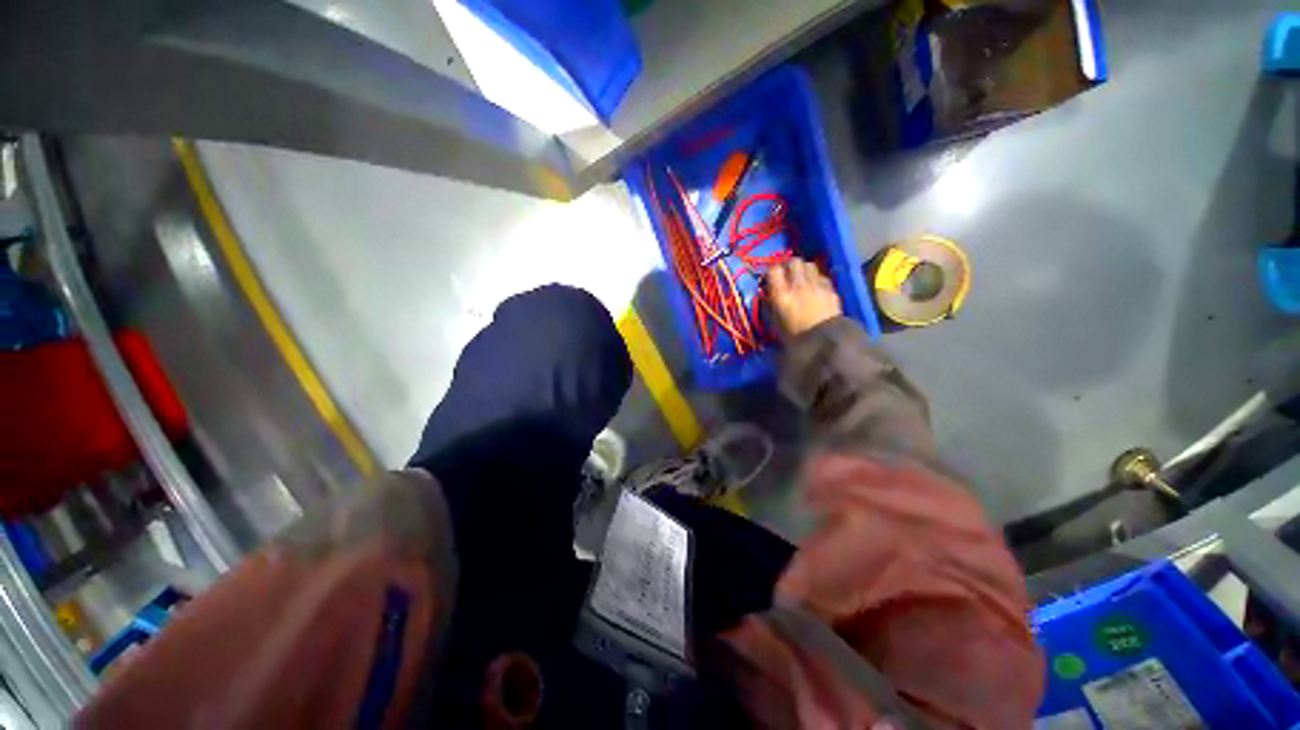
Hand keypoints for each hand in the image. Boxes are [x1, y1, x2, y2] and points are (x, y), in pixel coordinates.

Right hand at [767, 258, 842, 338]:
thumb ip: (769, 306)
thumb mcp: (774, 323)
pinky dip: (817, 279)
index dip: (771, 272)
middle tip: (786, 275)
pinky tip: (815, 288)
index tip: (770, 279)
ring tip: (801, 279)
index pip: (773, 270)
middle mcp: (798, 285)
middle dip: (789, 266)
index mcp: (781, 294)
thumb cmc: (794, 337)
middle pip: (793, 262)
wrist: (823, 343)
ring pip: (809, 265)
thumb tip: (766, 296)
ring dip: (804, 270)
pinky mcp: (830, 290)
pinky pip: (822, 277)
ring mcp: (816, 286)